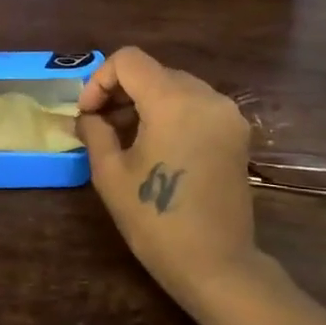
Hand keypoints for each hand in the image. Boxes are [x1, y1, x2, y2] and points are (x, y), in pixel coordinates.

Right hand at [77, 47, 262, 309]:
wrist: (216, 264)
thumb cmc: (156, 221)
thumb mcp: (111, 175)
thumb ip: (95, 132)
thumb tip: (88, 116)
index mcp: (173, 101)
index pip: (129, 60)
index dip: (100, 80)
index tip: (88, 114)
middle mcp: (206, 96)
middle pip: (154, 71)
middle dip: (122, 91)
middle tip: (100, 125)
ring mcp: (227, 114)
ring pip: (177, 87)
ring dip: (147, 102)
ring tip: (126, 137)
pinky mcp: (237, 133)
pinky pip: (197, 106)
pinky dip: (172, 113)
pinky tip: (157, 145)